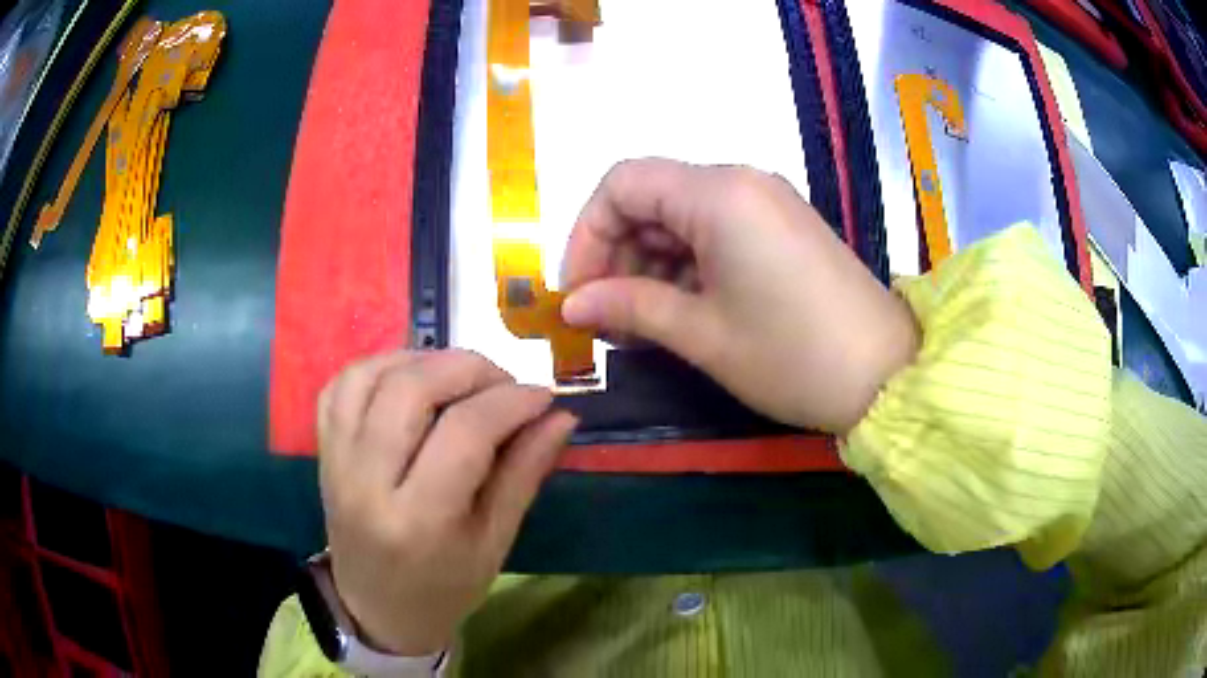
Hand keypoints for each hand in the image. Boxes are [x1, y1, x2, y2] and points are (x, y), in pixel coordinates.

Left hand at [317, 350, 576, 655]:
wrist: (378, 608)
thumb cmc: (445, 587)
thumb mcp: (495, 542)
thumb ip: (524, 473)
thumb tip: (561, 416)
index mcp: (418, 520)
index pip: (464, 433)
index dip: (510, 402)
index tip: (543, 395)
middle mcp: (366, 483)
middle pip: (410, 390)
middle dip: (467, 368)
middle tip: (503, 382)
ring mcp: (336, 462)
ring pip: (370, 375)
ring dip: (423, 359)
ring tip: (459, 376)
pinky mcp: (323, 451)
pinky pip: (340, 385)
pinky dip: (379, 366)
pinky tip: (410, 378)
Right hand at [561, 159, 917, 434]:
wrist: (887, 375)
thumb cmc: (792, 356)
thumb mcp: (702, 334)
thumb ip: (629, 308)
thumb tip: (571, 306)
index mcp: (718, 194)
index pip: (622, 183)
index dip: (587, 234)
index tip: (577, 293)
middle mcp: (740, 182)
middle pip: (650, 198)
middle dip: (617, 254)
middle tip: (607, 319)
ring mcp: (765, 202)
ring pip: (680, 217)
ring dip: (649, 264)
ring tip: (640, 325)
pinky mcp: (780, 227)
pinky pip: (715, 231)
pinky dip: (686, 266)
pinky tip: (679, 311)